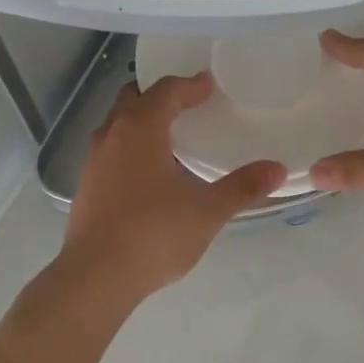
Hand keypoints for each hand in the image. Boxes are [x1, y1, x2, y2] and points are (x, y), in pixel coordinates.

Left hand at [62, 73, 285, 303]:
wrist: (95, 278)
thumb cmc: (153, 235)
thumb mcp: (207, 212)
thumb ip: (242, 187)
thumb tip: (277, 169)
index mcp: (140, 129)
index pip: (165, 91)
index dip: (189, 85)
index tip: (209, 86)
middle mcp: (112, 135)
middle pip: (133, 98)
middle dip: (160, 96)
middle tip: (188, 104)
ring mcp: (93, 161)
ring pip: (118, 125)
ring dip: (141, 121)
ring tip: (171, 137)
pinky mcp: (86, 186)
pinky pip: (111, 150)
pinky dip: (130, 147)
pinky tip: (149, 174)